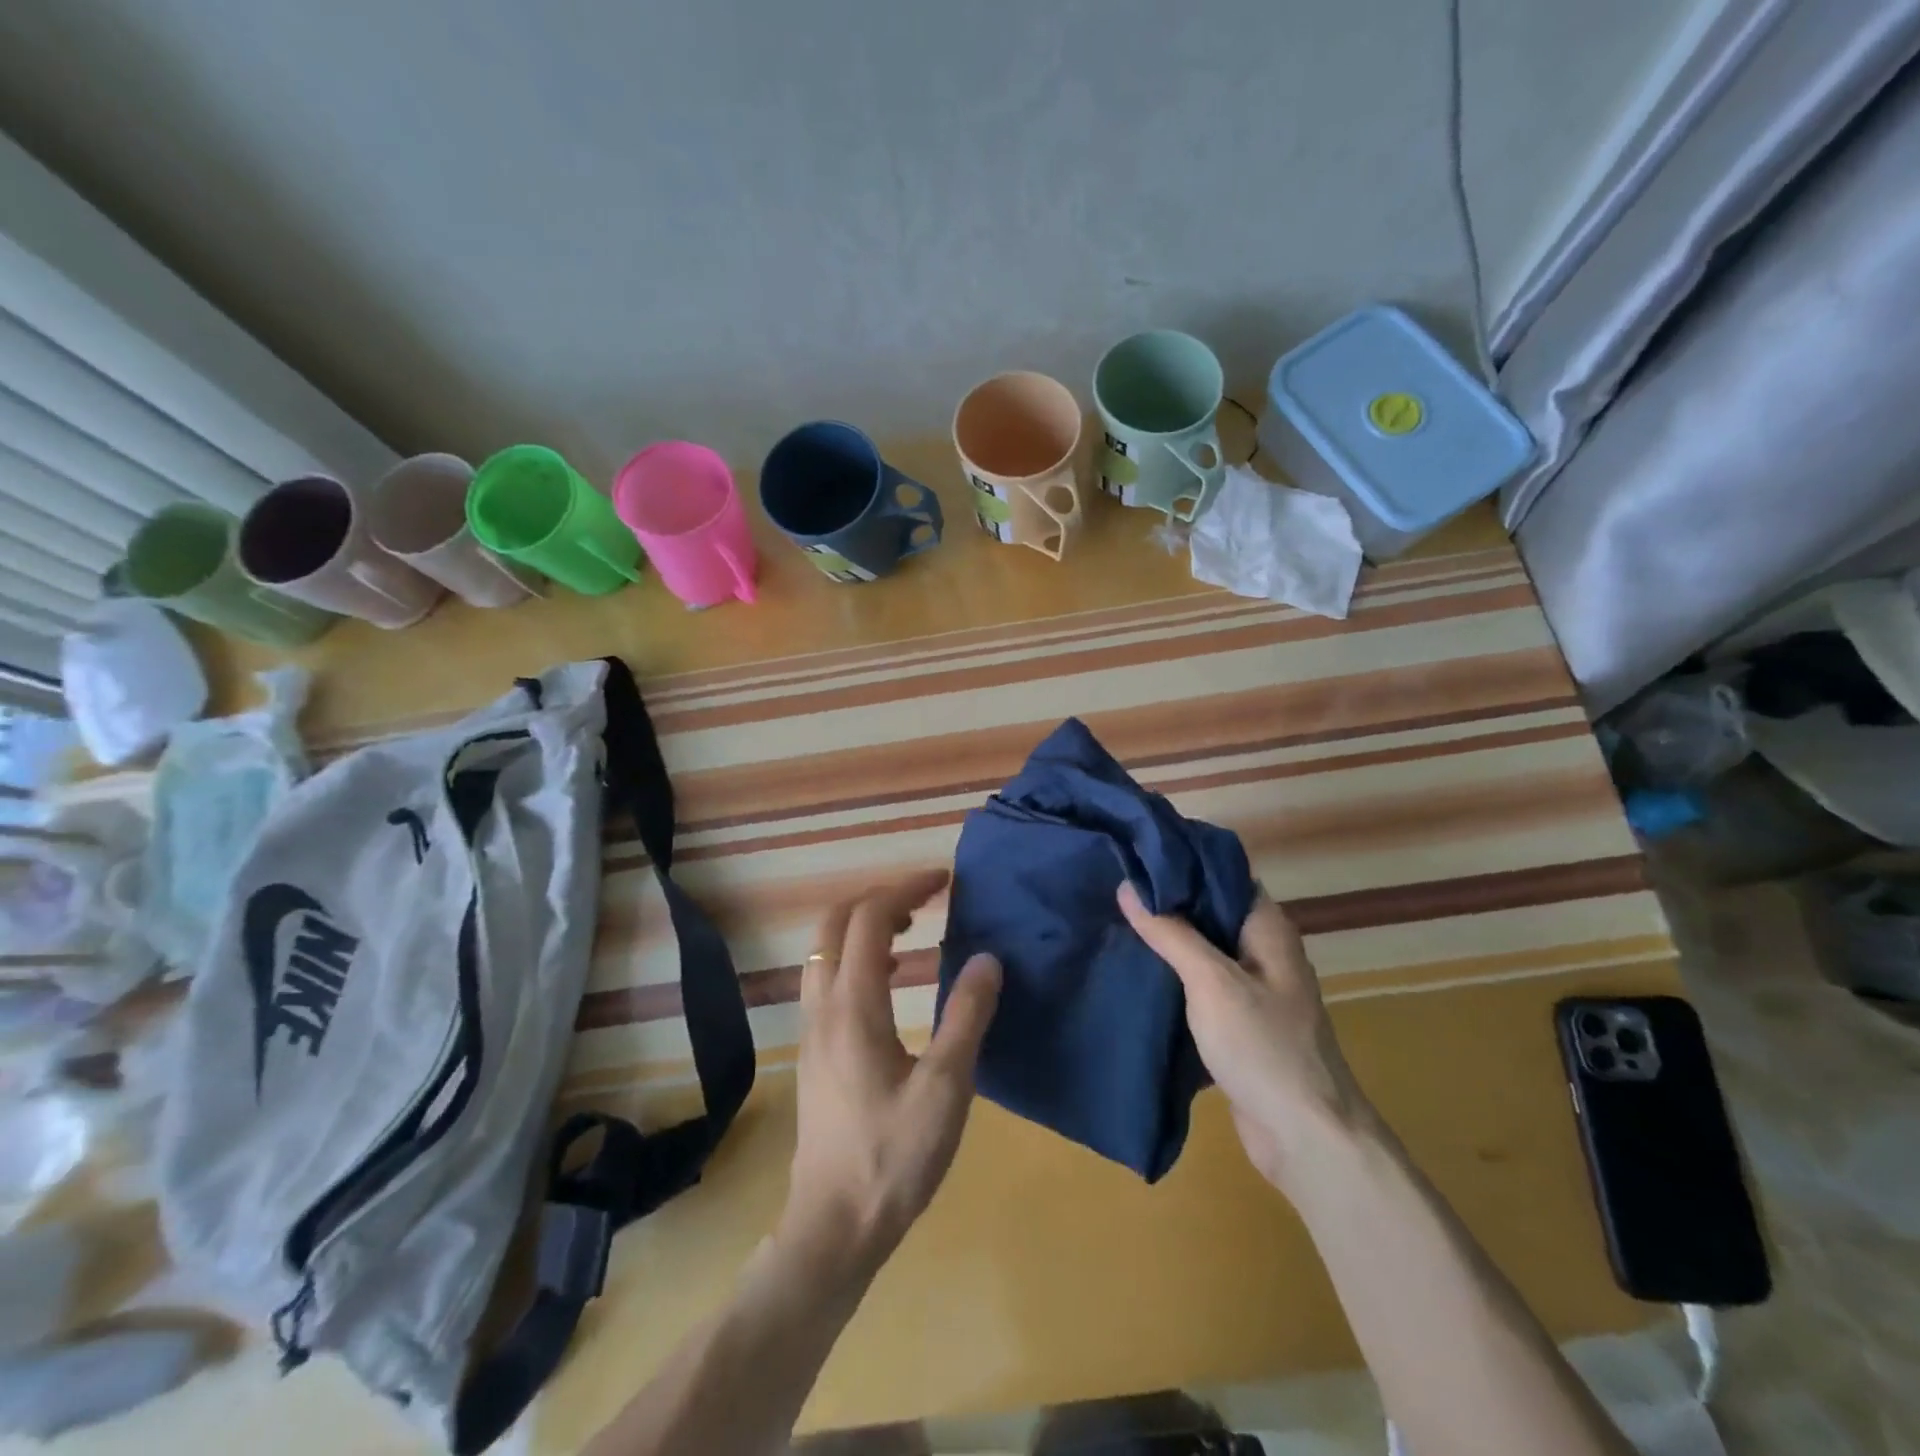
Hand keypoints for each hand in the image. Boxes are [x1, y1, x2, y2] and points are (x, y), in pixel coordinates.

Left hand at [778, 870, 1000, 1288]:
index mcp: (854, 1006)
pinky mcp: (812, 1049)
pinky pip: (824, 976)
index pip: (869, 918)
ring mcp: (810, 1028)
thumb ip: (967, 1016)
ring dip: (861, 925)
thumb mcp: (947, 1089)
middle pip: (834, 922)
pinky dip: (853, 954)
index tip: (943, 881)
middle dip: (878, 898)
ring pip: (823, 949)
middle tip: (923, 902)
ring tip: (909, 932)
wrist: (833, 1226)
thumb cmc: (894, 1157)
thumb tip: (988, 958)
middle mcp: (822, 1006)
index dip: (905, 889)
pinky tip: (887, 981)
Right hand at [1118, 881, 1371, 1194]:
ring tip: (1114, 923)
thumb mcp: (1211, 981)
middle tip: (1113, 887)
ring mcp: (1253, 990)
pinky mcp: (1239, 1024)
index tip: (1134, 854)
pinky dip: (1172, 978)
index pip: (1222, 875)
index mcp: (1267, 929)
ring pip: (1202, 951)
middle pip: (1209, 912)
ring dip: (1166, 941)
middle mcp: (1263, 951)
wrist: (1305, 1137)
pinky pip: (1201, 987)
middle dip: (1166, 902)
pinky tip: (1136, 972)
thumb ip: (1171, 933)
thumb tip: (1129, 886)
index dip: (1181, 862)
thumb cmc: (1263, 1046)